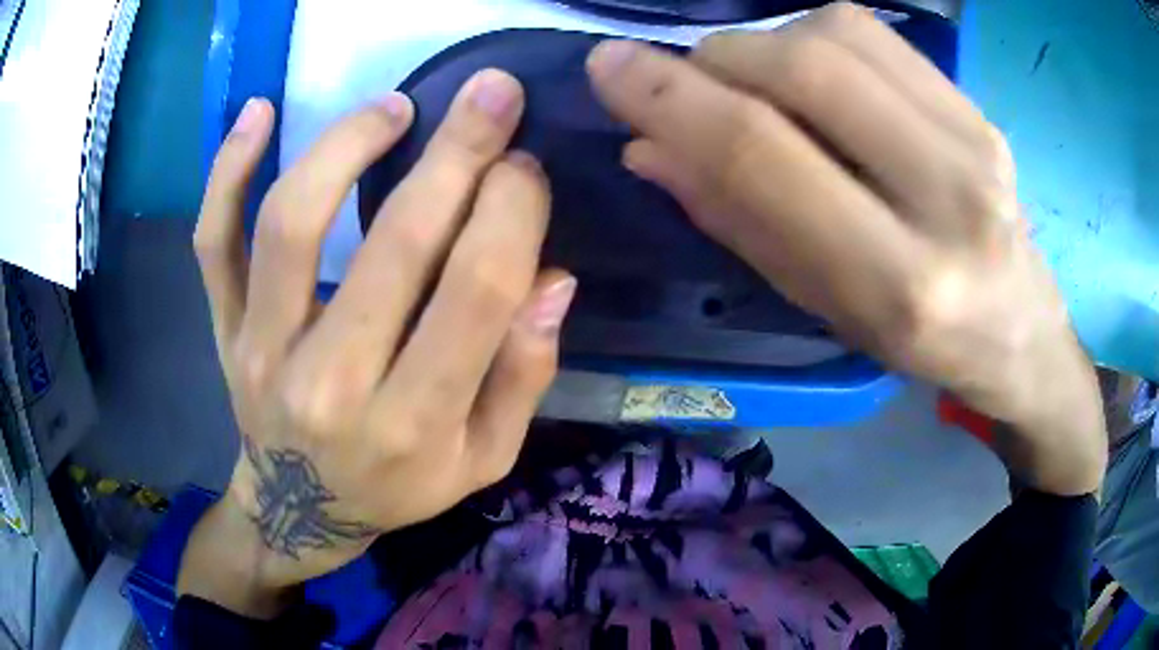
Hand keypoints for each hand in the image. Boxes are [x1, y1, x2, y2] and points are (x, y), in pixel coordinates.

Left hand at [179, 70, 575, 614]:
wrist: (299, 509)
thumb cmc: (397, 487)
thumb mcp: (484, 459)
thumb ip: (523, 376)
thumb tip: (552, 280)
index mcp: (413, 424)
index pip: (474, 294)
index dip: (511, 213)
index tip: (524, 168)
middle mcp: (331, 385)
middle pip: (394, 245)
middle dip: (457, 155)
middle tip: (493, 95)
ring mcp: (263, 350)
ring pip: (292, 224)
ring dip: (347, 146)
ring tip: (395, 107)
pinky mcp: (226, 328)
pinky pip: (213, 241)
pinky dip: (227, 171)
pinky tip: (260, 112)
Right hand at [586, 3, 1105, 494]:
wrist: (1021, 332)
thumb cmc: (919, 342)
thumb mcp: (824, 308)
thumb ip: (739, 221)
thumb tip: (649, 146)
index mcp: (898, 283)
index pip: (764, 155)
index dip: (670, 98)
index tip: (608, 67)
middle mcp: (946, 199)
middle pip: (804, 70)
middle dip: (717, 59)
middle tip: (691, 81)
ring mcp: (975, 141)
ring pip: (837, 34)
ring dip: (765, 43)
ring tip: (758, 84)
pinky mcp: (979, 108)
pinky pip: (875, 33)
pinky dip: (815, 34)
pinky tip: (813, 72)